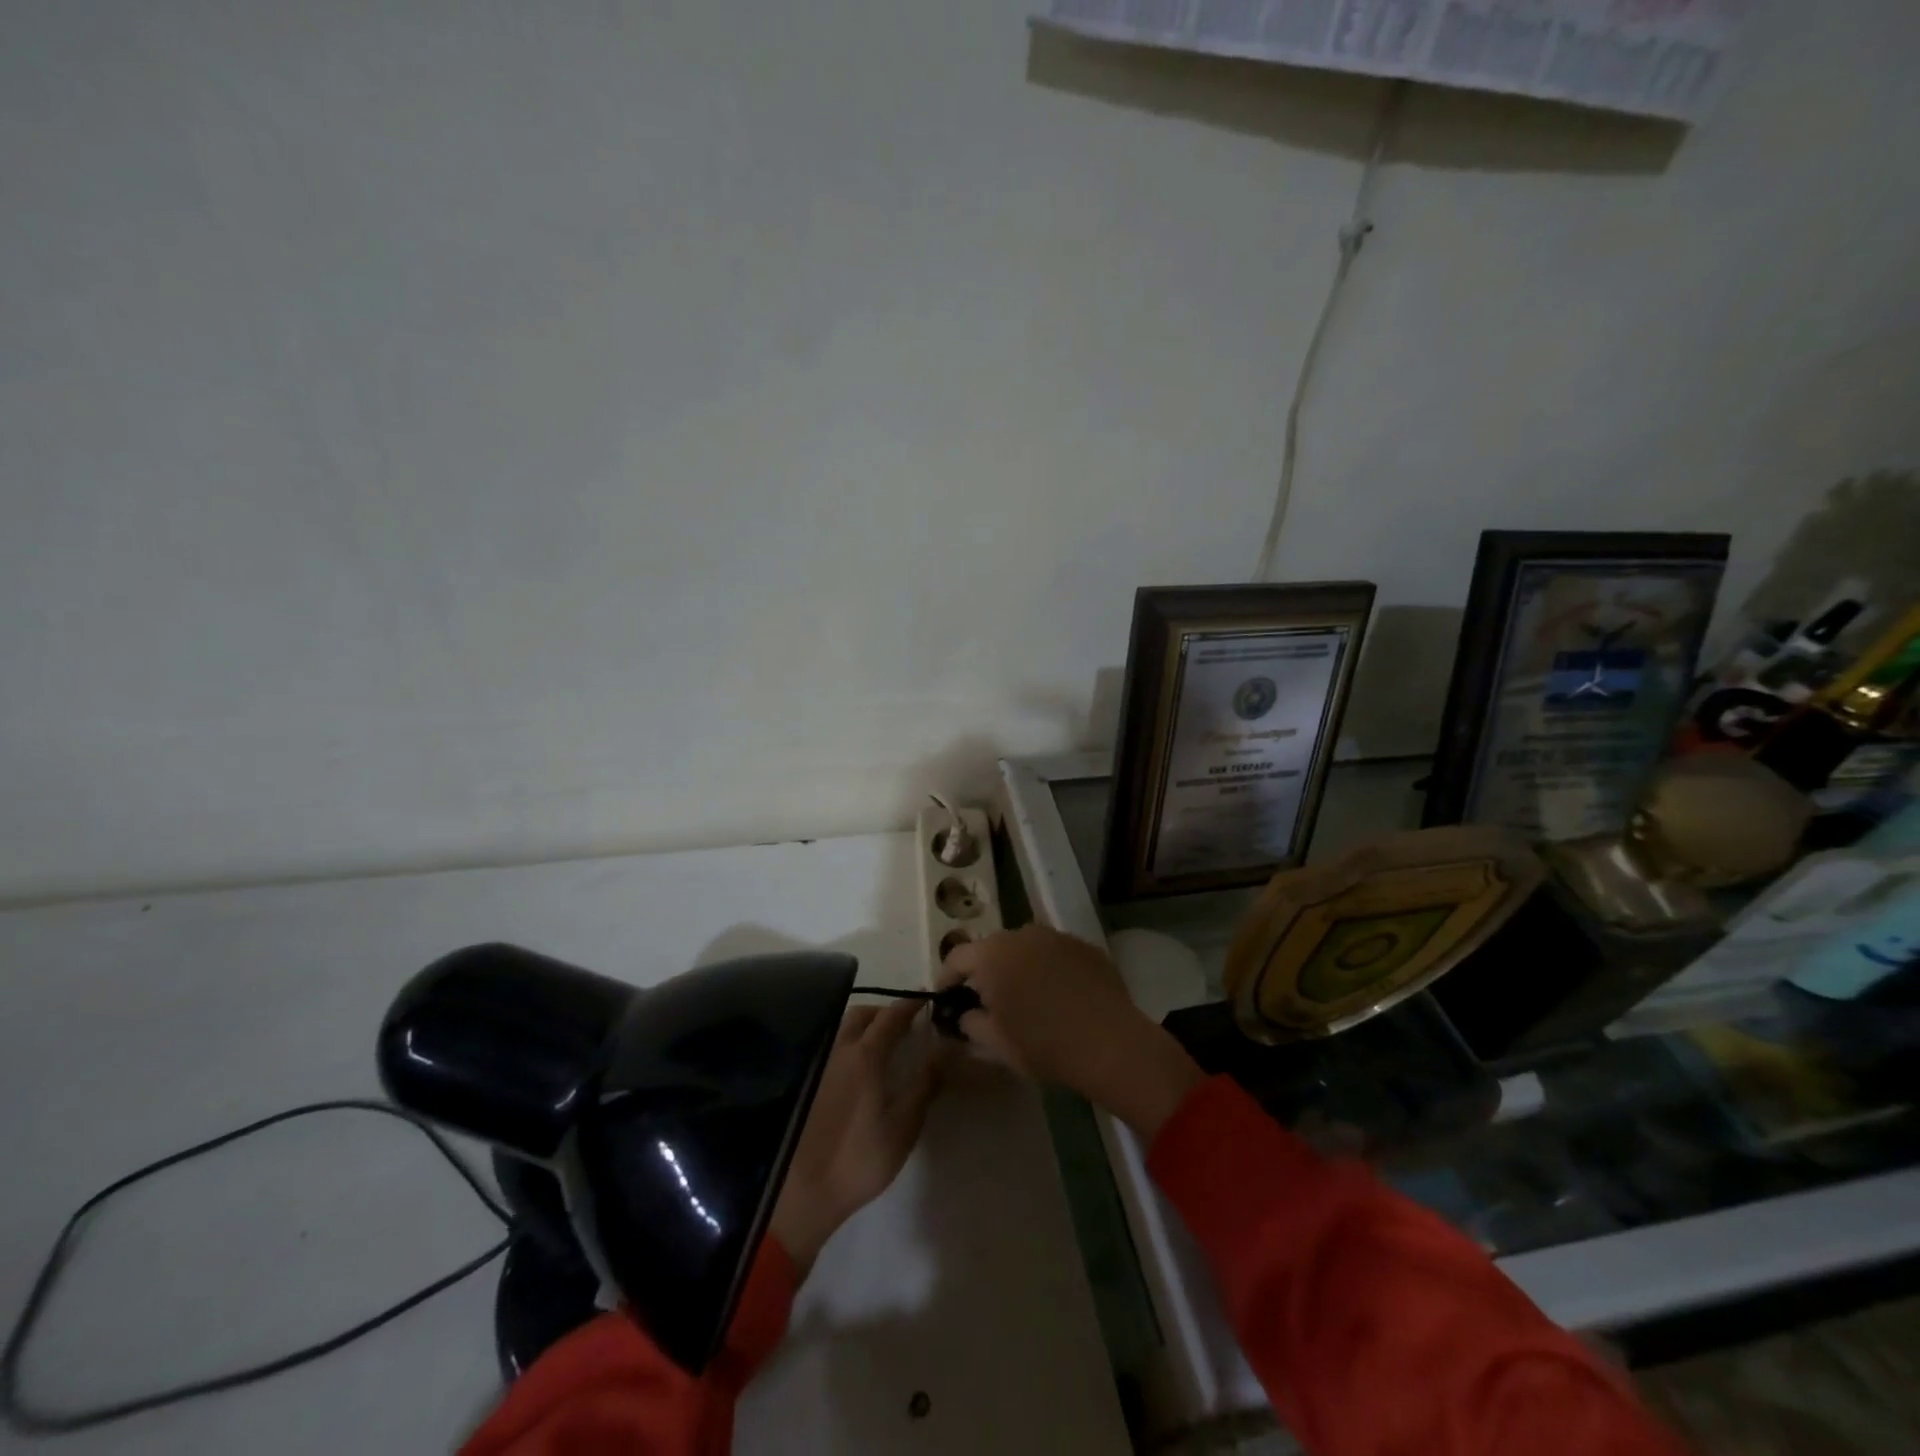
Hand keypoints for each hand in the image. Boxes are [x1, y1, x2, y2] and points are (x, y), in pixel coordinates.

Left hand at [769, 1001, 943, 1274]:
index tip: (926, 999)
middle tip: (904, 1022)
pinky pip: (833, 1047)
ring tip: (882, 1042)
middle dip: (884, 1011)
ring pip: (843, 1028)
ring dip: (864, 1025)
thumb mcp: (904, 1125)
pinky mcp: (808, 1082)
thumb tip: (941, 1051)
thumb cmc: (861, 1158)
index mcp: (866, 1056)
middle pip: (862, 1014)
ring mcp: (820, 1065)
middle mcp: (840, 1050)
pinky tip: (858, 1065)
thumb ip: (924, 1084)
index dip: (910, 1005)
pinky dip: (849, 1042)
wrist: (805, 1190)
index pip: (891, 1016)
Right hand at [939, 926, 1201, 1141]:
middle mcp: (1021, 934)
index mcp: (992, 954)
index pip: (956, 957)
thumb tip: (967, 1014)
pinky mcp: (1084, 946)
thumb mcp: (995, 1043)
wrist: (1110, 1043)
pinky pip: (1054, 954)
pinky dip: (1049, 969)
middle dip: (985, 972)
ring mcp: (1056, 936)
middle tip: (988, 1002)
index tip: (948, 999)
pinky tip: (1060, 997)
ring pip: (1025, 948)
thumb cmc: (1043, 1044)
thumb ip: (971, 1022)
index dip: (947, 978)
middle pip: (991, 949)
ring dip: (1018, 968)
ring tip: (1026, 999)